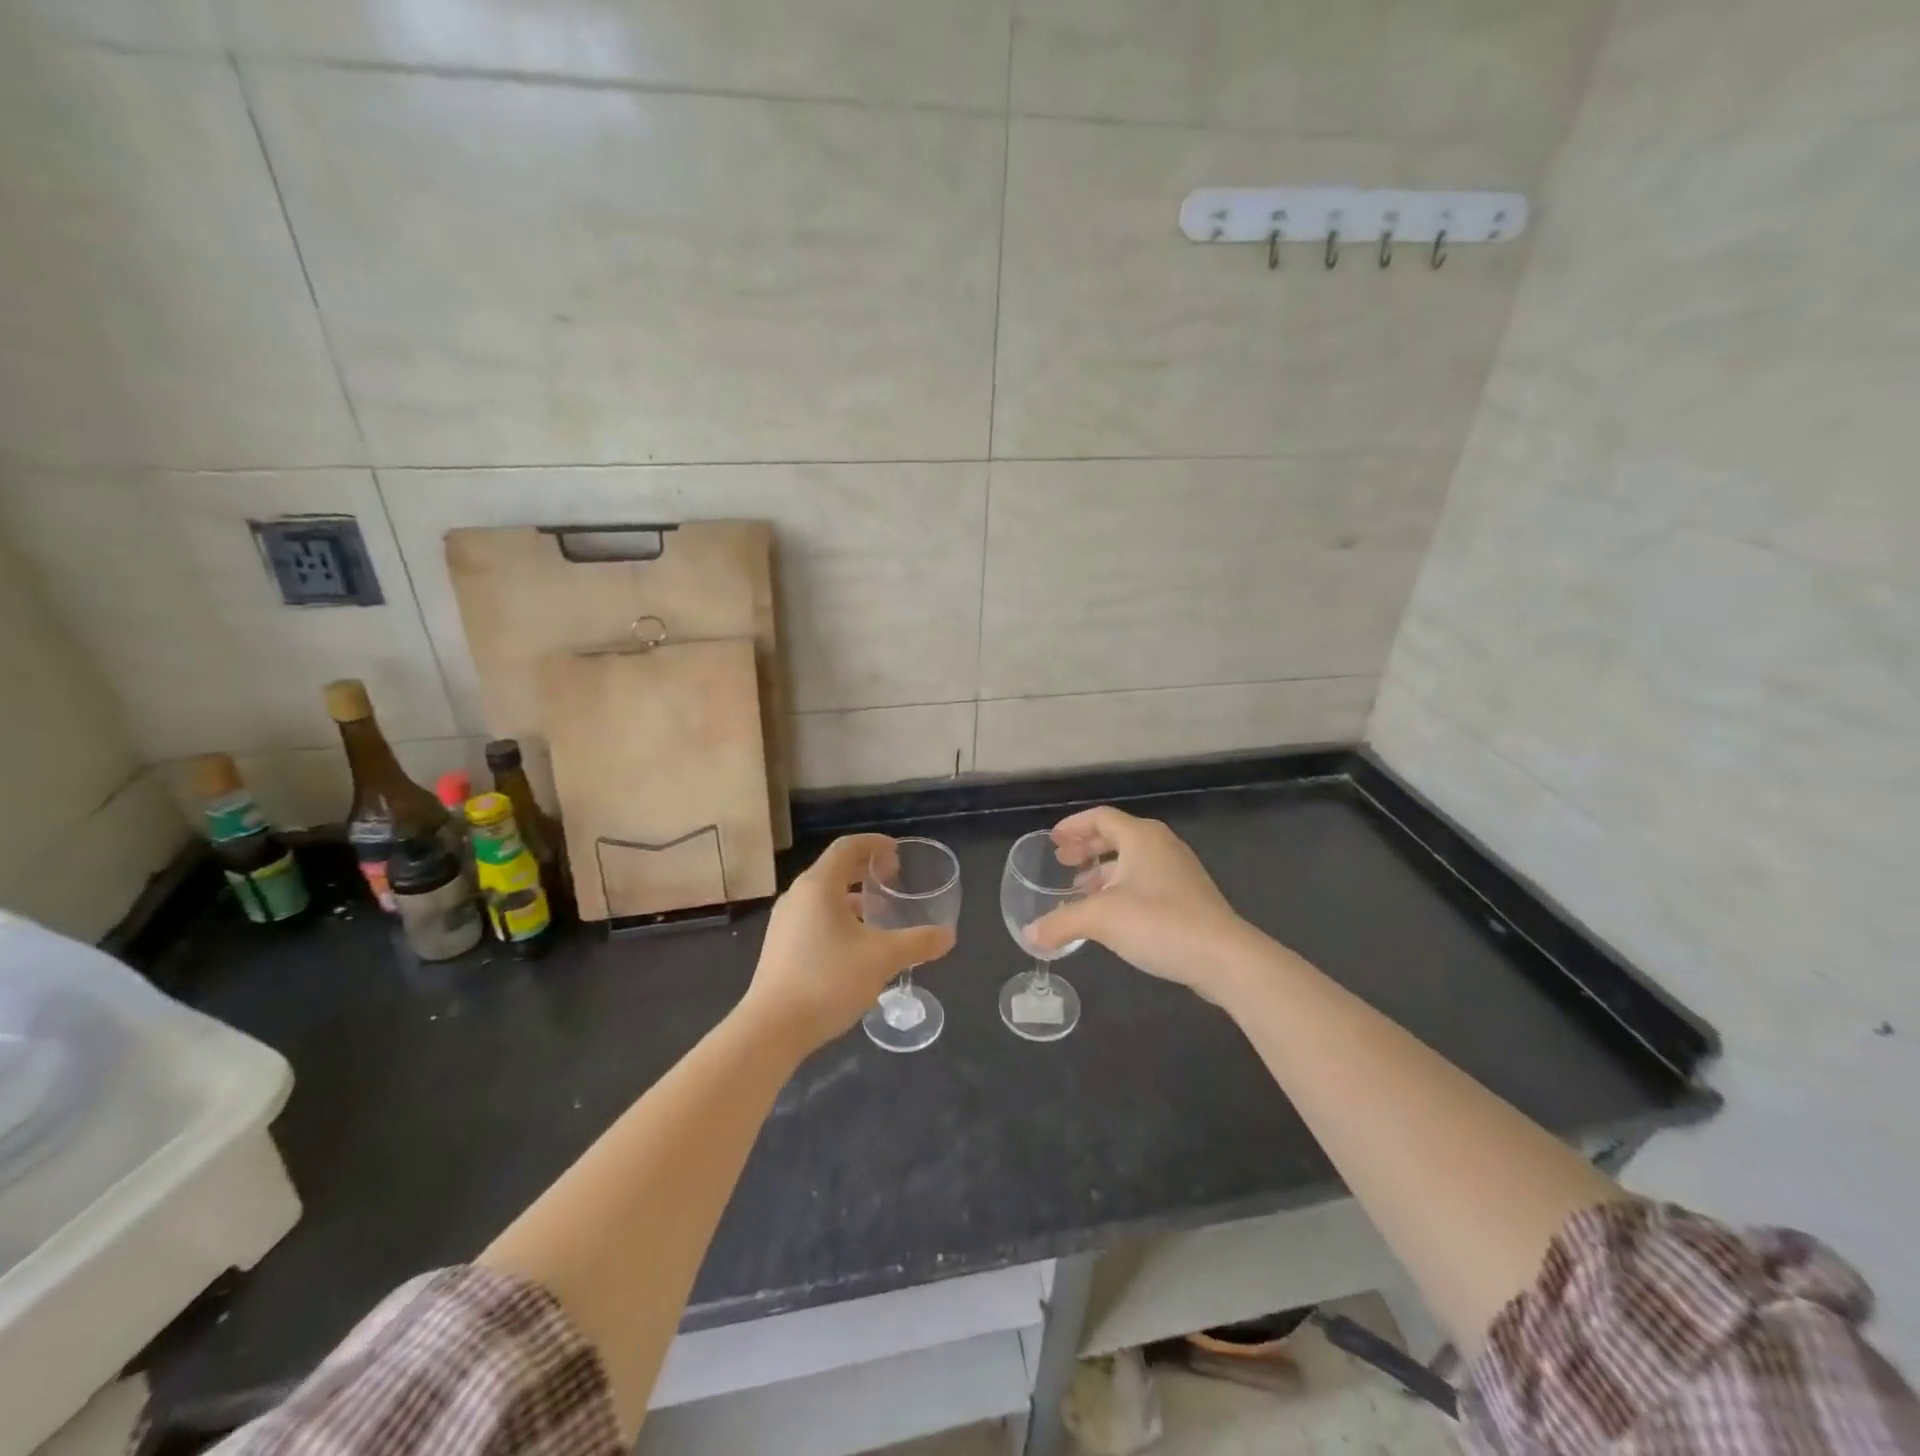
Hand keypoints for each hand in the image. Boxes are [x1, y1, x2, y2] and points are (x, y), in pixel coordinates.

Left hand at [740, 834, 955, 1050]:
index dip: (875, 844)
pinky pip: (814, 915)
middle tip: (894, 877)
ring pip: (823, 894)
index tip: (898, 851)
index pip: (847, 847)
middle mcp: (798, 896)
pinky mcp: (780, 946)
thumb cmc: (827, 981)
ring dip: (852, 895)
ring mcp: (785, 921)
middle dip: (865, 868)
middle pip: (834, 868)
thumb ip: (917, 943)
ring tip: (879, 911)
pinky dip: (838, 915)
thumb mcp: (882, 960)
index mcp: (819, 886)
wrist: (771, 1029)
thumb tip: (948, 936)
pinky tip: (855, 943)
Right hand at [1026, 807, 1255, 1002]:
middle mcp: (1161, 845)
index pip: (1101, 817)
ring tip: (1080, 890)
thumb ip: (1061, 922)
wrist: (1223, 957)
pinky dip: (1122, 888)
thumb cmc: (1159, 922)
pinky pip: (1146, 880)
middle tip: (1062, 861)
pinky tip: (1111, 914)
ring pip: (1132, 861)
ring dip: (1104, 871)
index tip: (1053, 840)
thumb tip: (1029, 934)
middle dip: (1087, 847)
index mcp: (1141, 837)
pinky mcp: (1189, 897)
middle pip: (1117, 835)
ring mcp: (1179, 871)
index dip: (1074, 826)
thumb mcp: (1101, 919)